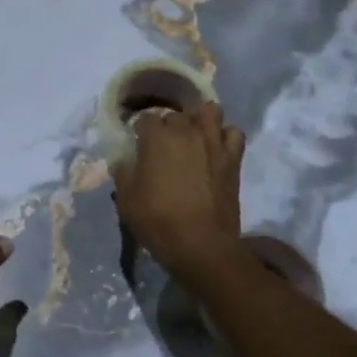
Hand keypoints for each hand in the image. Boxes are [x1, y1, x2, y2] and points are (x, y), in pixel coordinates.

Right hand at [111, 102, 244, 284]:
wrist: (201, 245)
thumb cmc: (158, 220)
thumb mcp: (126, 199)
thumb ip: (123, 172)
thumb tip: (123, 160)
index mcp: (156, 138)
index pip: (145, 118)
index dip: (140, 129)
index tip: (138, 142)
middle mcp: (186, 131)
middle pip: (176, 114)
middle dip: (168, 125)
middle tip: (164, 144)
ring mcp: (213, 142)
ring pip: (209, 111)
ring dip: (200, 119)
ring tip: (194, 135)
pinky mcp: (232, 158)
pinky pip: (234, 133)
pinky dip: (225, 136)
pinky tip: (217, 147)